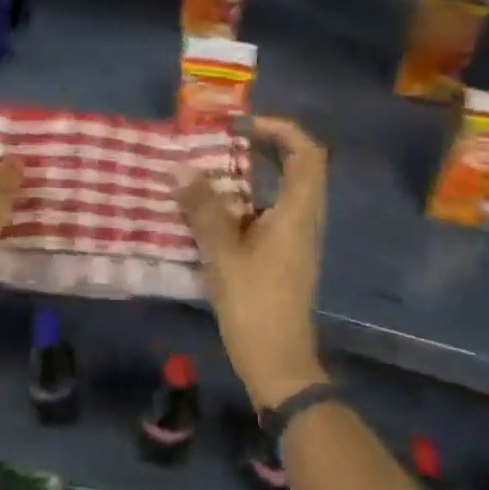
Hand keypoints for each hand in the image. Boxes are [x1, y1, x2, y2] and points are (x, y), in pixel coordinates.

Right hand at [176, 116, 328, 409]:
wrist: (277, 364)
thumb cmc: (255, 305)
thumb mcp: (223, 253)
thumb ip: (203, 209)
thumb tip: (181, 169)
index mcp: (297, 212)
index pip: (306, 152)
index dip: (280, 129)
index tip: (242, 125)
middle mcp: (302, 218)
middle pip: (295, 166)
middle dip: (261, 146)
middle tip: (221, 141)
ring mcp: (294, 238)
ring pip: (278, 190)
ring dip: (248, 174)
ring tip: (207, 170)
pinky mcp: (281, 254)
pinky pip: (266, 211)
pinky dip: (242, 200)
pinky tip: (208, 209)